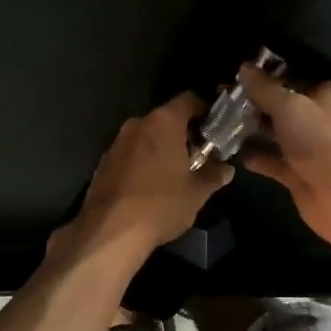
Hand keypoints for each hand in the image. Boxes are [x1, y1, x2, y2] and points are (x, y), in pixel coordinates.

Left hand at [68, 92, 232, 253]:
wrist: (110, 231)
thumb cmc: (161, 204)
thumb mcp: (197, 192)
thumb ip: (214, 175)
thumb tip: (226, 169)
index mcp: (163, 122)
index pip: (189, 100)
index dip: (205, 111)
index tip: (215, 129)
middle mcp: (137, 124)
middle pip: (167, 118)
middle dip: (184, 134)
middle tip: (200, 155)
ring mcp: (116, 142)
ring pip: (147, 136)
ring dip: (162, 148)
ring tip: (176, 173)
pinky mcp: (103, 163)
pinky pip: (131, 154)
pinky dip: (144, 162)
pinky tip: (151, 185)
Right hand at [236, 63, 330, 257]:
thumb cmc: (322, 142)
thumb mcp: (291, 107)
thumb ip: (265, 88)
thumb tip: (244, 67)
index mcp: (321, 93)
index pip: (292, 73)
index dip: (265, 69)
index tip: (235, 66)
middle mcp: (313, 116)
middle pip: (278, 102)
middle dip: (250, 98)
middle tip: (218, 91)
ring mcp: (304, 146)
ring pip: (271, 131)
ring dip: (247, 126)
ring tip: (215, 117)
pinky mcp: (294, 172)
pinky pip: (269, 159)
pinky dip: (252, 155)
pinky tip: (227, 149)